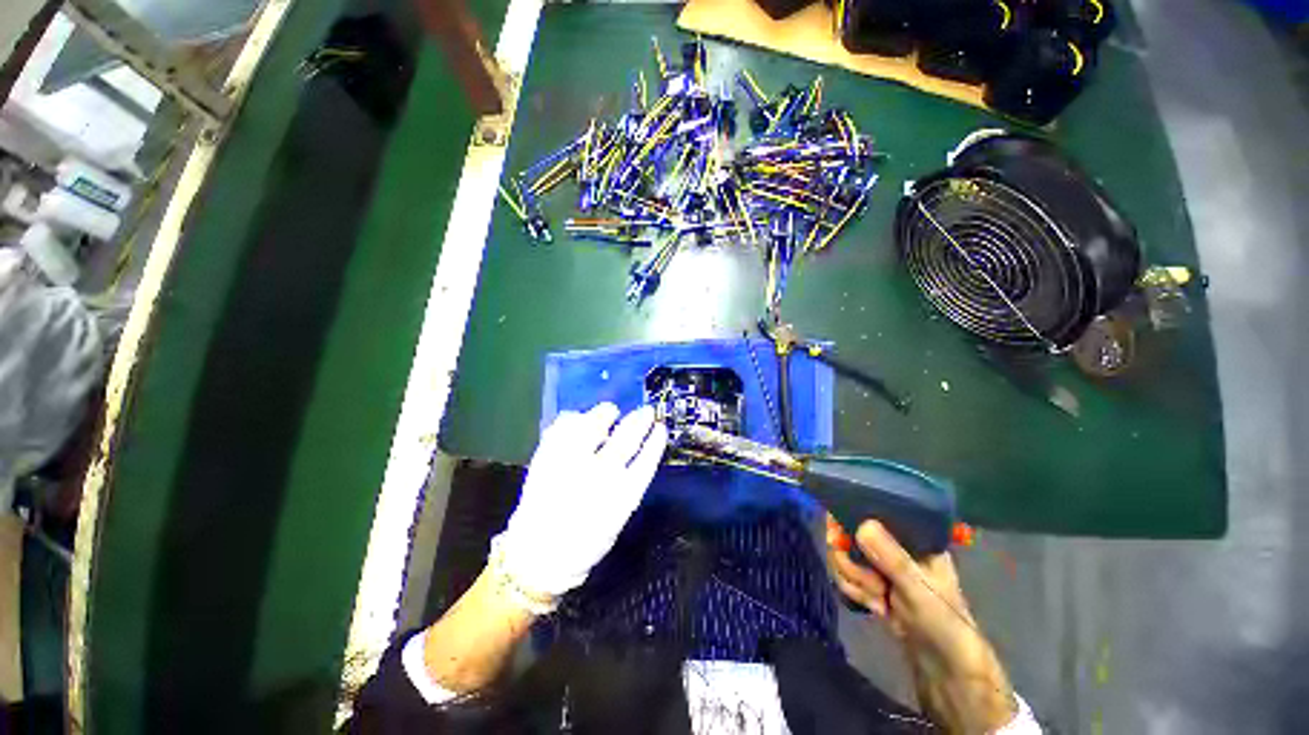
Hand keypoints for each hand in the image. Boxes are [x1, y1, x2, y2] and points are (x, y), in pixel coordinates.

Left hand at [493, 403, 667, 598]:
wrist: (537, 557)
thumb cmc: (583, 542)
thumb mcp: (615, 518)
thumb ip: (627, 486)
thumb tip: (632, 455)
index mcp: (622, 496)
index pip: (646, 460)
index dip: (655, 442)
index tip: (660, 427)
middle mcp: (601, 475)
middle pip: (626, 438)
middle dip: (639, 421)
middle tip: (645, 411)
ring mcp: (573, 463)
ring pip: (595, 427)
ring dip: (606, 414)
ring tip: (611, 410)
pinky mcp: (548, 458)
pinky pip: (563, 428)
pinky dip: (572, 419)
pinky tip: (578, 418)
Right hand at [826, 516, 1016, 733]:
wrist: (945, 667)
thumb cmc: (943, 620)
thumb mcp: (919, 588)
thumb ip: (891, 558)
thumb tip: (861, 524)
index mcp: (910, 533)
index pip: (870, 509)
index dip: (846, 517)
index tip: (836, 536)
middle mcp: (891, 542)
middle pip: (847, 533)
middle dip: (850, 561)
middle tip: (870, 583)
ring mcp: (879, 563)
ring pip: (843, 555)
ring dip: (854, 581)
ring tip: (878, 601)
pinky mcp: (870, 580)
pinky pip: (845, 574)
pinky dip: (853, 591)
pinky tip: (874, 608)